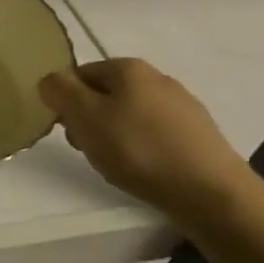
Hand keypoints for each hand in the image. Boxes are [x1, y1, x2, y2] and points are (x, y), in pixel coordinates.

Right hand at [40, 58, 252, 222]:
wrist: (212, 194)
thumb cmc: (139, 149)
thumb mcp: (84, 116)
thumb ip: (59, 91)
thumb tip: (51, 80)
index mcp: (128, 67)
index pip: (80, 74)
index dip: (67, 101)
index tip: (69, 131)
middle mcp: (158, 78)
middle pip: (106, 93)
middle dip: (91, 119)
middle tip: (90, 149)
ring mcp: (184, 106)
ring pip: (131, 114)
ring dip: (116, 135)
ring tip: (119, 165)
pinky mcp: (200, 135)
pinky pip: (156, 134)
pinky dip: (144, 148)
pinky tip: (147, 170)